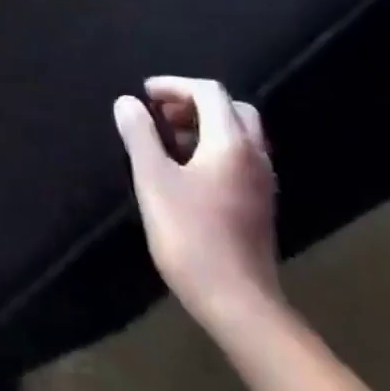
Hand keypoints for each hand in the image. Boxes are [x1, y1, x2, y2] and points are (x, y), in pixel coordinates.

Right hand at [113, 76, 281, 337]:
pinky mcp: (260, 205)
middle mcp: (254, 155)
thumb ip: (139, 135)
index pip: (208, 91)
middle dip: (193, 103)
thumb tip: (127, 102)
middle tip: (160, 115)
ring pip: (238, 134)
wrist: (239, 305)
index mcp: (231, 142)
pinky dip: (214, 149)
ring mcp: (262, 182)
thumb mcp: (153, 180)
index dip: (174, 85)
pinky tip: (187, 172)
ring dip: (204, 126)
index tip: (144, 95)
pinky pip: (240, 158)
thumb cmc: (192, 236)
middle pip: (231, 108)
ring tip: (167, 142)